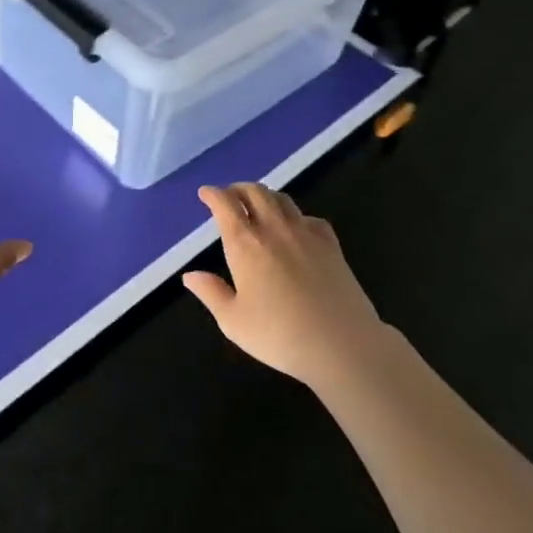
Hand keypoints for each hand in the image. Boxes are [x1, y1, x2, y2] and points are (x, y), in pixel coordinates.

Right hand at [183, 183, 385, 388]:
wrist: (342, 344)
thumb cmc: (279, 335)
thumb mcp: (233, 321)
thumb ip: (211, 293)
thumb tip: (190, 275)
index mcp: (245, 244)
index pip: (226, 205)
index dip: (213, 195)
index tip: (206, 193)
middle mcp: (274, 229)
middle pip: (255, 192)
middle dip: (238, 189)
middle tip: (230, 196)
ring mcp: (306, 234)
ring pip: (282, 199)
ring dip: (265, 195)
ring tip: (258, 204)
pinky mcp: (331, 246)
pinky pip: (310, 217)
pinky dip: (296, 215)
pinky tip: (296, 228)